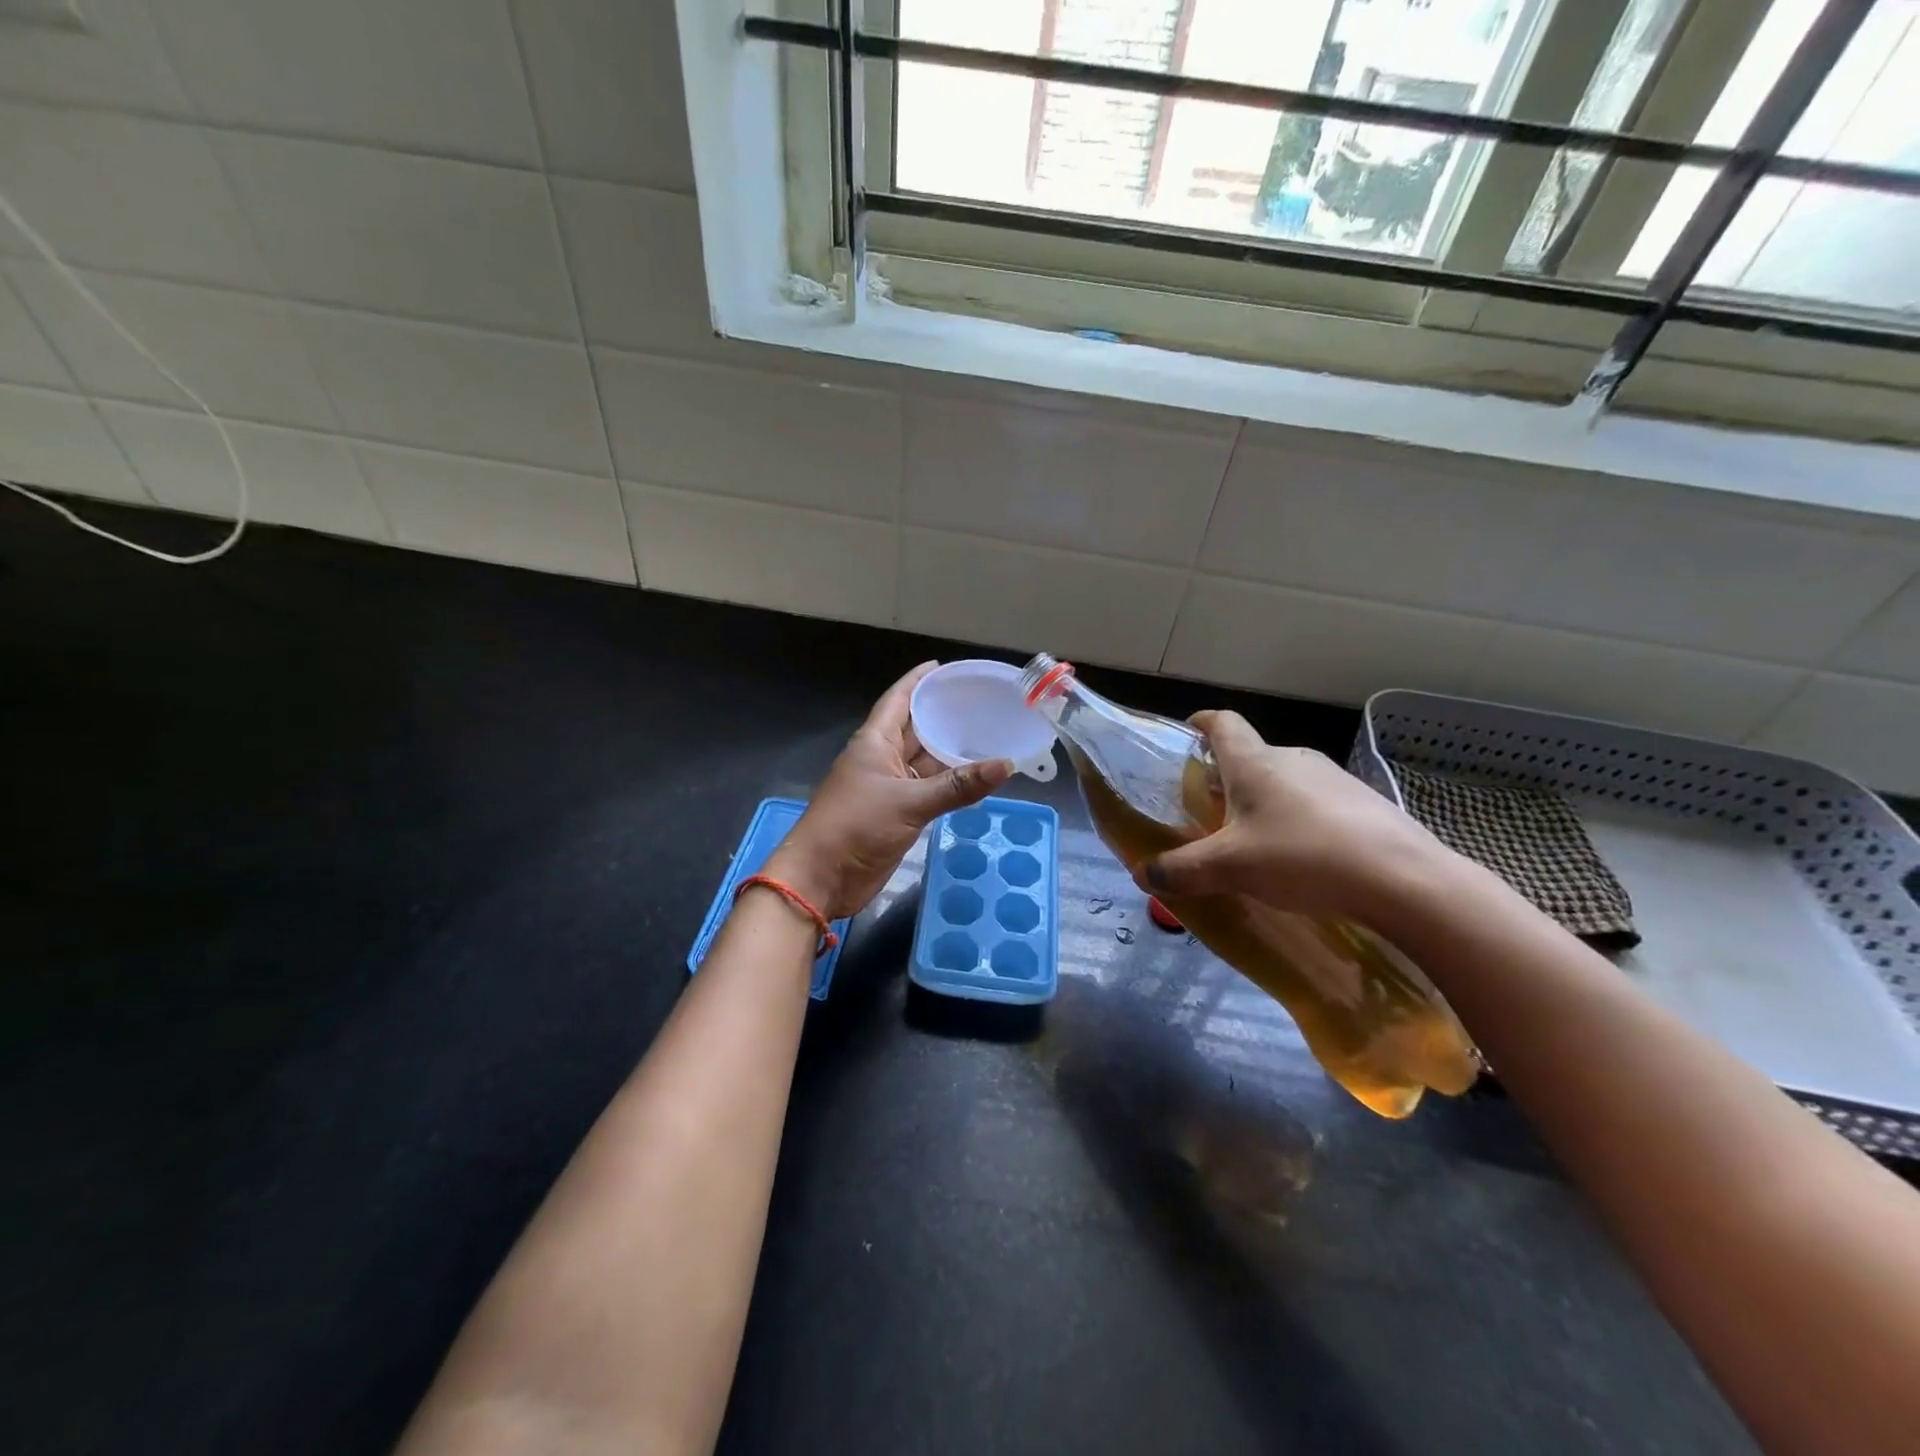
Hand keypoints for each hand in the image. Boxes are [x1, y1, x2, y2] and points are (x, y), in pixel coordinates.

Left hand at [768, 662, 1013, 918]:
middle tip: (983, 704)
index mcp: (874, 741)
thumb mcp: (909, 802)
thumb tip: (1006, 765)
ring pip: (924, 762)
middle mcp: (881, 758)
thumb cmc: (856, 826)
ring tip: (988, 736)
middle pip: (915, 729)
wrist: (822, 877)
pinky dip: (949, 784)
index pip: (898, 699)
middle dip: (943, 716)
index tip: (944, 667)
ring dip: (950, 752)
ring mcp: (888, 787)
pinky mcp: (896, 814)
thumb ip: (958, 786)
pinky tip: (975, 778)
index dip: (918, 680)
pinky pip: (927, 790)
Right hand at [1136, 710, 1444, 922]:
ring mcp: (1334, 779)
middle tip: (1212, 813)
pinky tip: (1304, 860)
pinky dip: (1300, 822)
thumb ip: (1182, 870)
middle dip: (1228, 779)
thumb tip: (1142, 874)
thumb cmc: (1301, 857)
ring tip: (1257, 843)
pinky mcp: (1364, 804)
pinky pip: (1317, 804)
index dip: (1201, 723)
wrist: (1404, 880)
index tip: (1188, 733)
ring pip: (1286, 782)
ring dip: (1266, 803)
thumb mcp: (1230, 868)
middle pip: (1251, 757)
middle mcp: (1292, 759)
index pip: (1222, 723)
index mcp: (1254, 762)